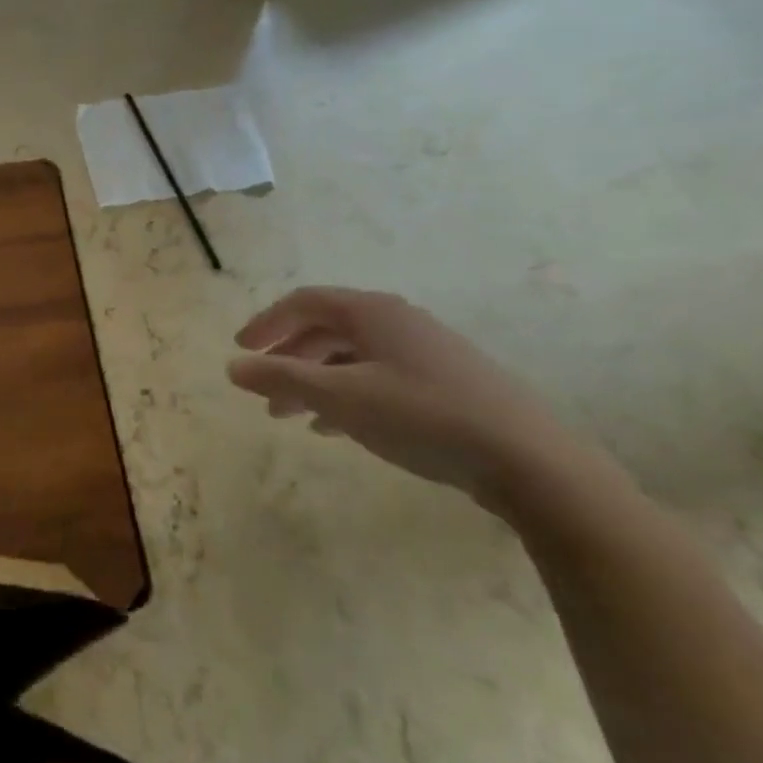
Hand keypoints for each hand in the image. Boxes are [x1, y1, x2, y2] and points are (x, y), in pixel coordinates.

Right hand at [227, 287, 574, 502]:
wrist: (529, 460)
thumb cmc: (422, 416)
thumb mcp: (341, 397)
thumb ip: (282, 378)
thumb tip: (233, 366)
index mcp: (370, 311)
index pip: (303, 303)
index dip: (266, 323)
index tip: (241, 351)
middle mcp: (396, 320)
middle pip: (326, 329)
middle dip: (289, 360)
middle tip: (264, 393)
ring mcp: (425, 350)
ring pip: (352, 357)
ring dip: (316, 381)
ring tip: (292, 417)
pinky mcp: (445, 381)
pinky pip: (378, 377)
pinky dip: (348, 395)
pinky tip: (336, 428)